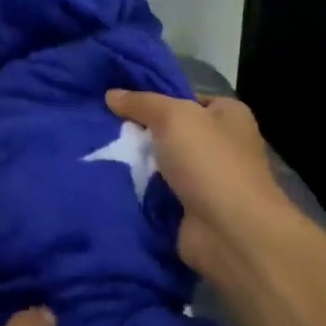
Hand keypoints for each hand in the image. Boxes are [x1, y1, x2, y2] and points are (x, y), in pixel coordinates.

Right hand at [107, 88, 291, 284]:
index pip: (186, 100)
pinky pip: (157, 194)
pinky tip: (109, 183)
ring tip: (96, 154)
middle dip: (139, 133)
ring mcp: (207, 180)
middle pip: (171, 133)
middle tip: (101, 129)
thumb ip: (142, 103)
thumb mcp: (174, 117)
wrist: (229, 231)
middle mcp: (221, 145)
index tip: (119, 103)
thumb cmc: (209, 163)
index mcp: (228, 116)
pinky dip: (138, 192)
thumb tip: (111, 94)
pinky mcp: (191, 210)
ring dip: (135, 164)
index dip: (155, 100)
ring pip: (161, 165)